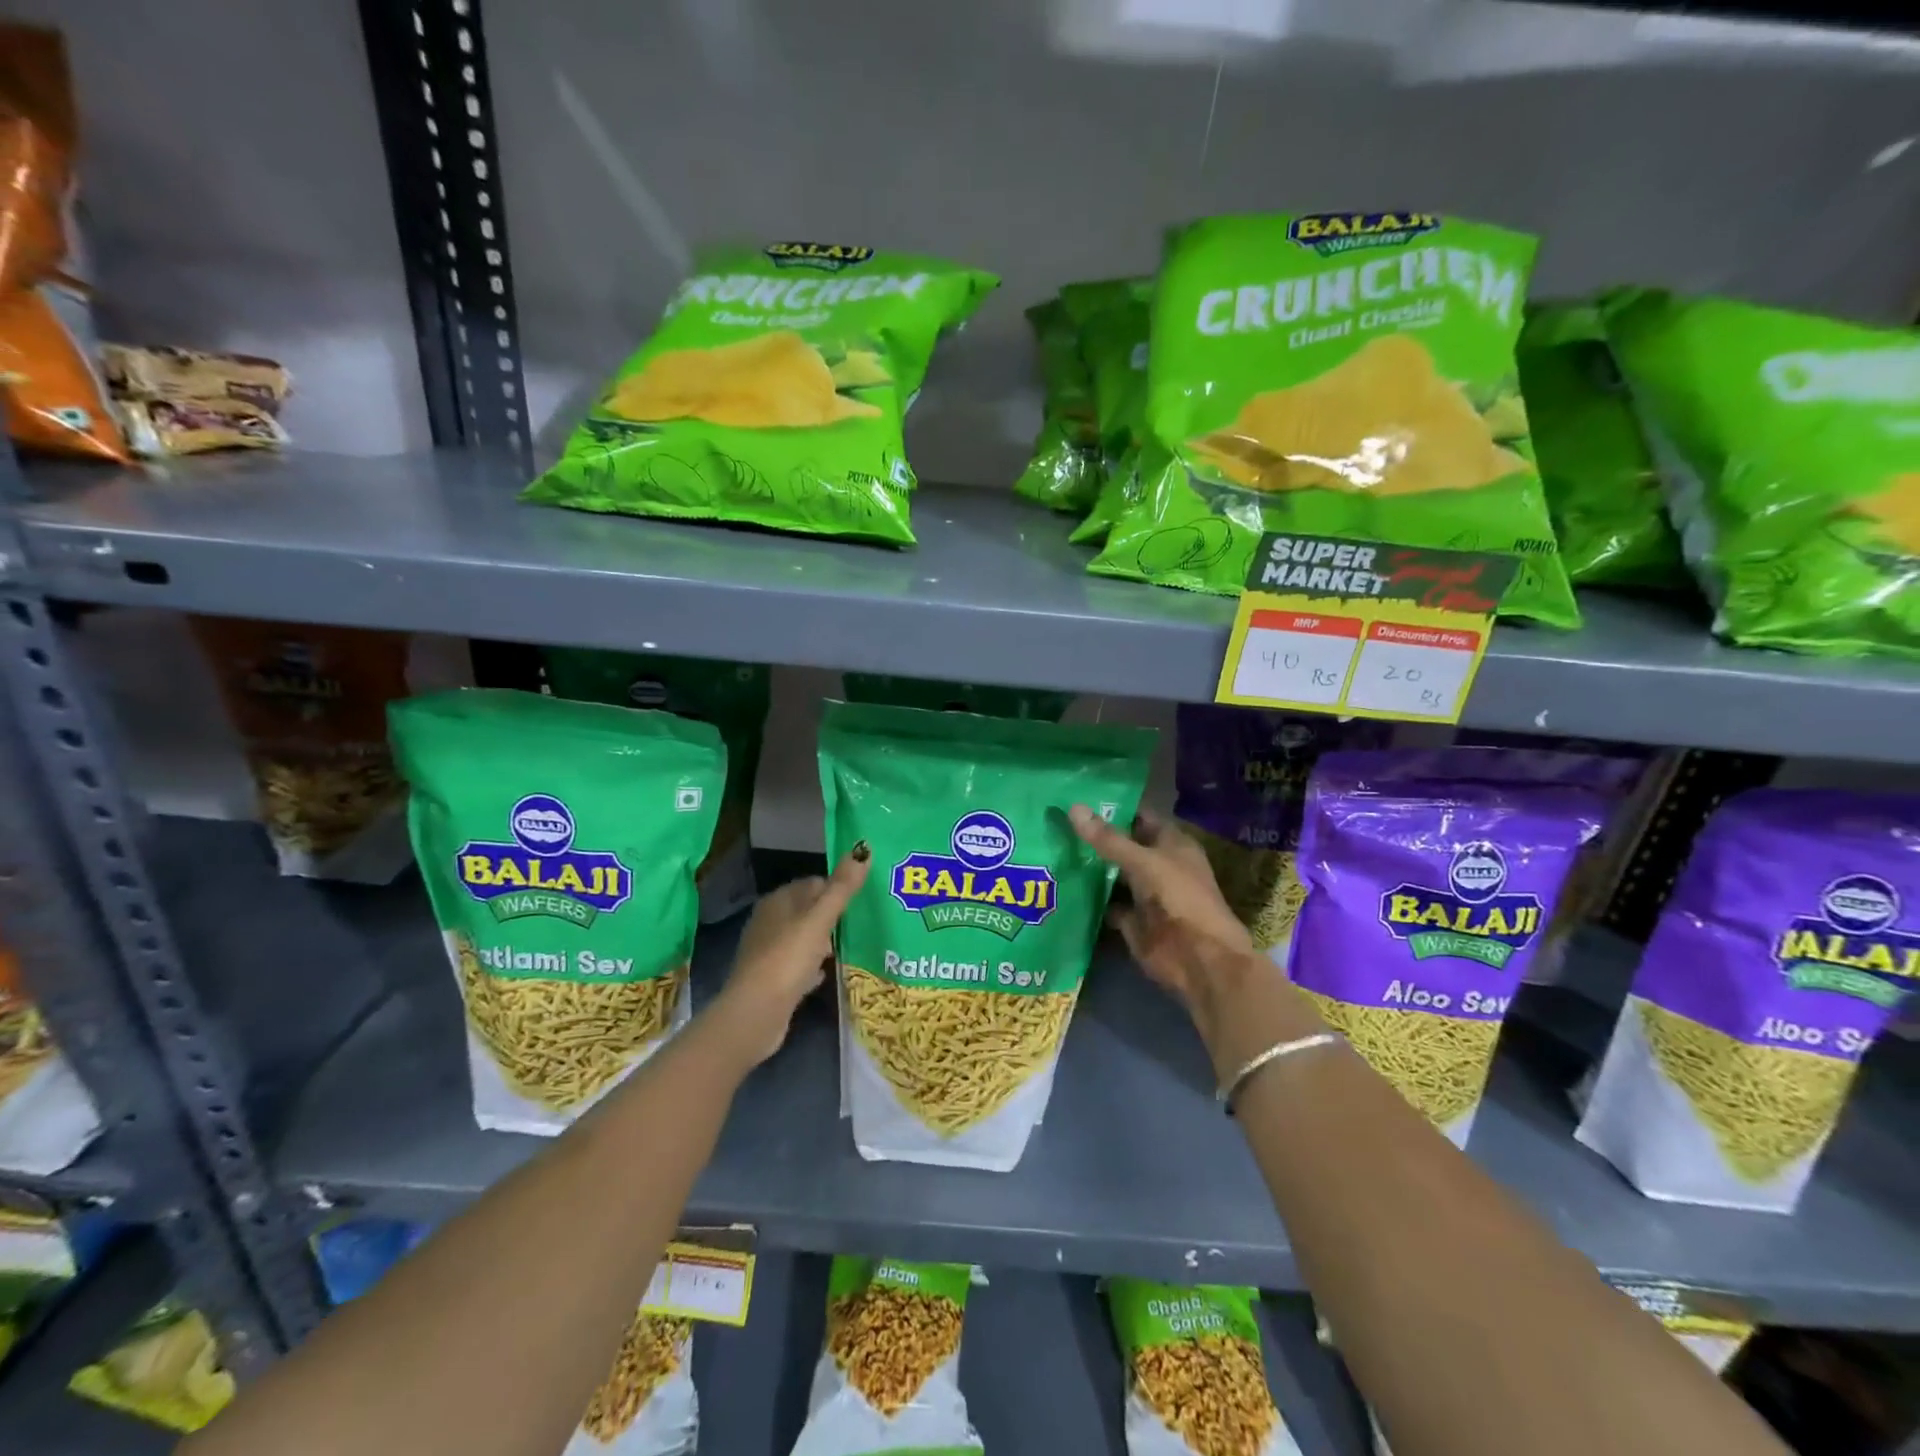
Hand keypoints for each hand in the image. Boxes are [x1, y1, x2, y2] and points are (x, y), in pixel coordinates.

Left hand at [715, 844, 869, 1063]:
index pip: (813, 883)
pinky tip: (827, 973)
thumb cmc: (787, 959)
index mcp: (778, 901)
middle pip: (808, 911)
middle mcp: (769, 921)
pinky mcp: (771, 979)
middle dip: (833, 916)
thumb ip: (842, 888)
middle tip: (863, 923)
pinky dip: (813, 966)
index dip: (837, 889)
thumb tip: (862, 850)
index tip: (863, 901)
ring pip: (804, 938)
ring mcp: (768, 951)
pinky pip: (798, 964)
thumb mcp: (819, 920)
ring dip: (824, 942)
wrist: (755, 1014)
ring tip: (852, 946)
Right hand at [1070, 806, 1320, 1075]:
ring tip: (1048, 847)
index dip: (1111, 808)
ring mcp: (1143, 894)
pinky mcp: (1131, 920)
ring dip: (1086, 867)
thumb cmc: (1180, 898)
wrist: (1199, 959)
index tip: (1074, 796)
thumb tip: (1073, 808)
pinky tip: (1058, 886)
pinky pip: (1105, 904)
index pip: (1138, 816)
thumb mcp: (1144, 862)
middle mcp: (1157, 865)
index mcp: (1171, 844)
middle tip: (1052, 821)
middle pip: (1120, 846)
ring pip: (1110, 875)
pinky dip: (1086, 899)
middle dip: (1091, 837)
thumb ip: (1109, 840)